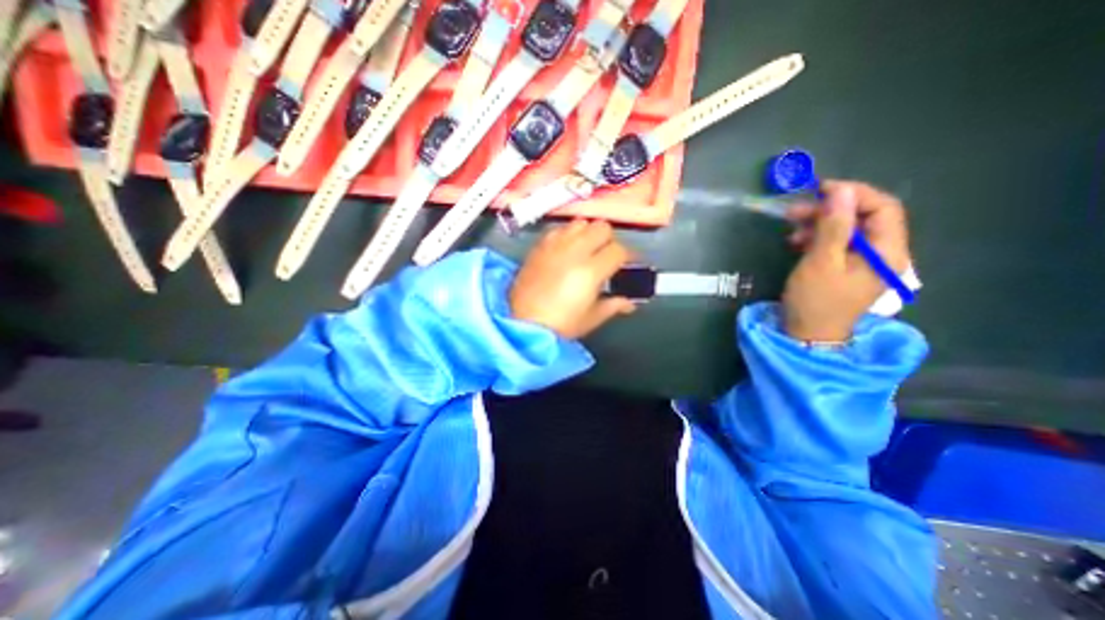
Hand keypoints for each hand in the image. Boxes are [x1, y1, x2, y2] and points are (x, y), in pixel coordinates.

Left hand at [512, 219, 640, 339]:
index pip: (619, 250)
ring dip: (588, 233)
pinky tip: (566, 249)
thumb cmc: (561, 324)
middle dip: (609, 240)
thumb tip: (629, 303)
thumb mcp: (591, 318)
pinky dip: (568, 234)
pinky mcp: (539, 246)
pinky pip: (559, 229)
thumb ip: (613, 305)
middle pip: (602, 228)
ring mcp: (555, 245)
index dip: (627, 256)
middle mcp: (574, 250)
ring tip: (586, 249)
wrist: (522, 323)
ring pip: (580, 223)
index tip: (627, 264)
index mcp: (591, 270)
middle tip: (606, 256)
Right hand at [779, 180, 909, 344]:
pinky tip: (796, 242)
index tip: (819, 190)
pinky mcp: (846, 268)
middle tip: (794, 211)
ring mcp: (864, 262)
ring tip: (791, 230)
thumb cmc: (815, 301)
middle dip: (830, 210)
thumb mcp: (820, 263)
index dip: (853, 194)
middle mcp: (883, 253)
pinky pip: (836, 243)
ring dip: (819, 224)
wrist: (807, 336)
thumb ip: (832, 227)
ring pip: (847, 229)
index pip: (883, 208)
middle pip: (864, 217)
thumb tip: (839, 191)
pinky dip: (817, 237)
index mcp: (887, 252)